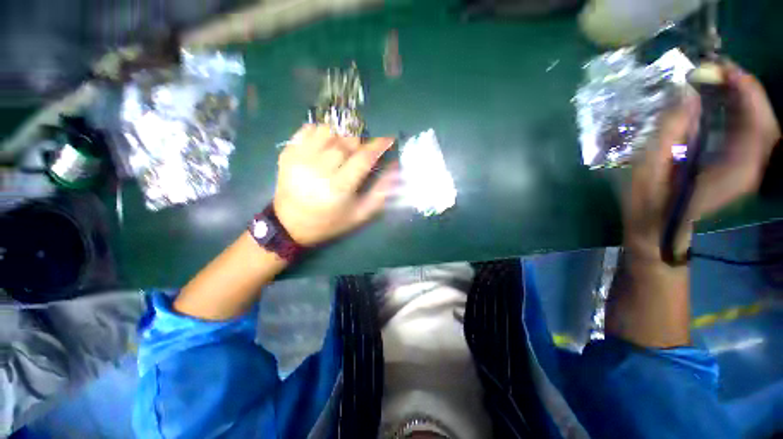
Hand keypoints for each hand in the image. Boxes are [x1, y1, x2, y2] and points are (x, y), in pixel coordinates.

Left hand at [272, 124, 397, 245]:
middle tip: (362, 149)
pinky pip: (308, 129)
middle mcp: (319, 169)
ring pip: (328, 130)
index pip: (363, 158)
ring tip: (344, 146)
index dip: (379, 145)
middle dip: (360, 141)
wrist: (290, 224)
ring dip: (342, 134)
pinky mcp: (287, 153)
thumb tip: (395, 167)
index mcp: (339, 187)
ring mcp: (300, 158)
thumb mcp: (360, 214)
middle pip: (347, 141)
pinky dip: (321, 131)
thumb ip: (380, 192)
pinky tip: (326, 143)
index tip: (388, 139)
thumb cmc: (329, 222)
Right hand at [624, 62, 780, 259]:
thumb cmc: (649, 204)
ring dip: (744, 99)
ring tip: (718, 81)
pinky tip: (722, 103)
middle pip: (765, 121)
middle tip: (717, 70)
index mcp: (734, 171)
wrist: (659, 231)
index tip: (721, 68)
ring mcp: (748, 170)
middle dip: (746, 90)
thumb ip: (670, 130)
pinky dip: (741, 113)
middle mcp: (751, 169)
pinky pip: (751, 133)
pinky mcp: (740, 168)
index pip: (758, 123)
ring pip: (761, 125)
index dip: (745, 90)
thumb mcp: (649, 169)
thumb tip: (686, 93)